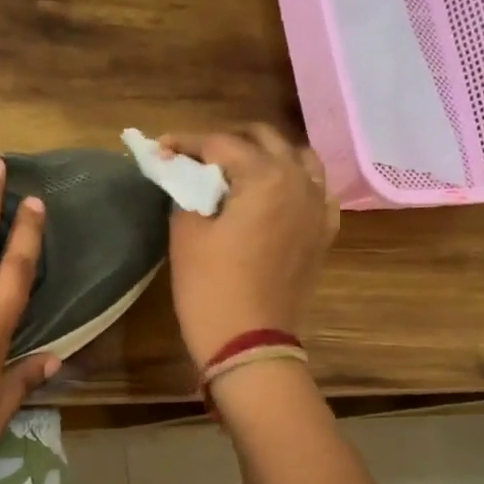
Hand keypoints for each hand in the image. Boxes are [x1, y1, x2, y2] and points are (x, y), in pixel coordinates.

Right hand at [161, 125, 338, 368]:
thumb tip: (182, 172)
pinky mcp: (323, 232)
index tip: (160, 149)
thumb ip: (185, 190)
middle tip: (194, 157)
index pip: (221, 143)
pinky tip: (272, 194)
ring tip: (236, 169)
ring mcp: (318, 207)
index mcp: (266, 176)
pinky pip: (314, 189)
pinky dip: (292, 181)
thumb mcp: (186, 233)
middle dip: (226, 142)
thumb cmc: (211, 288)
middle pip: (263, 139)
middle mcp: (300, 181)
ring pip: (296, 158)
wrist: (249, 343)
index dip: (186, 143)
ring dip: (264, 154)